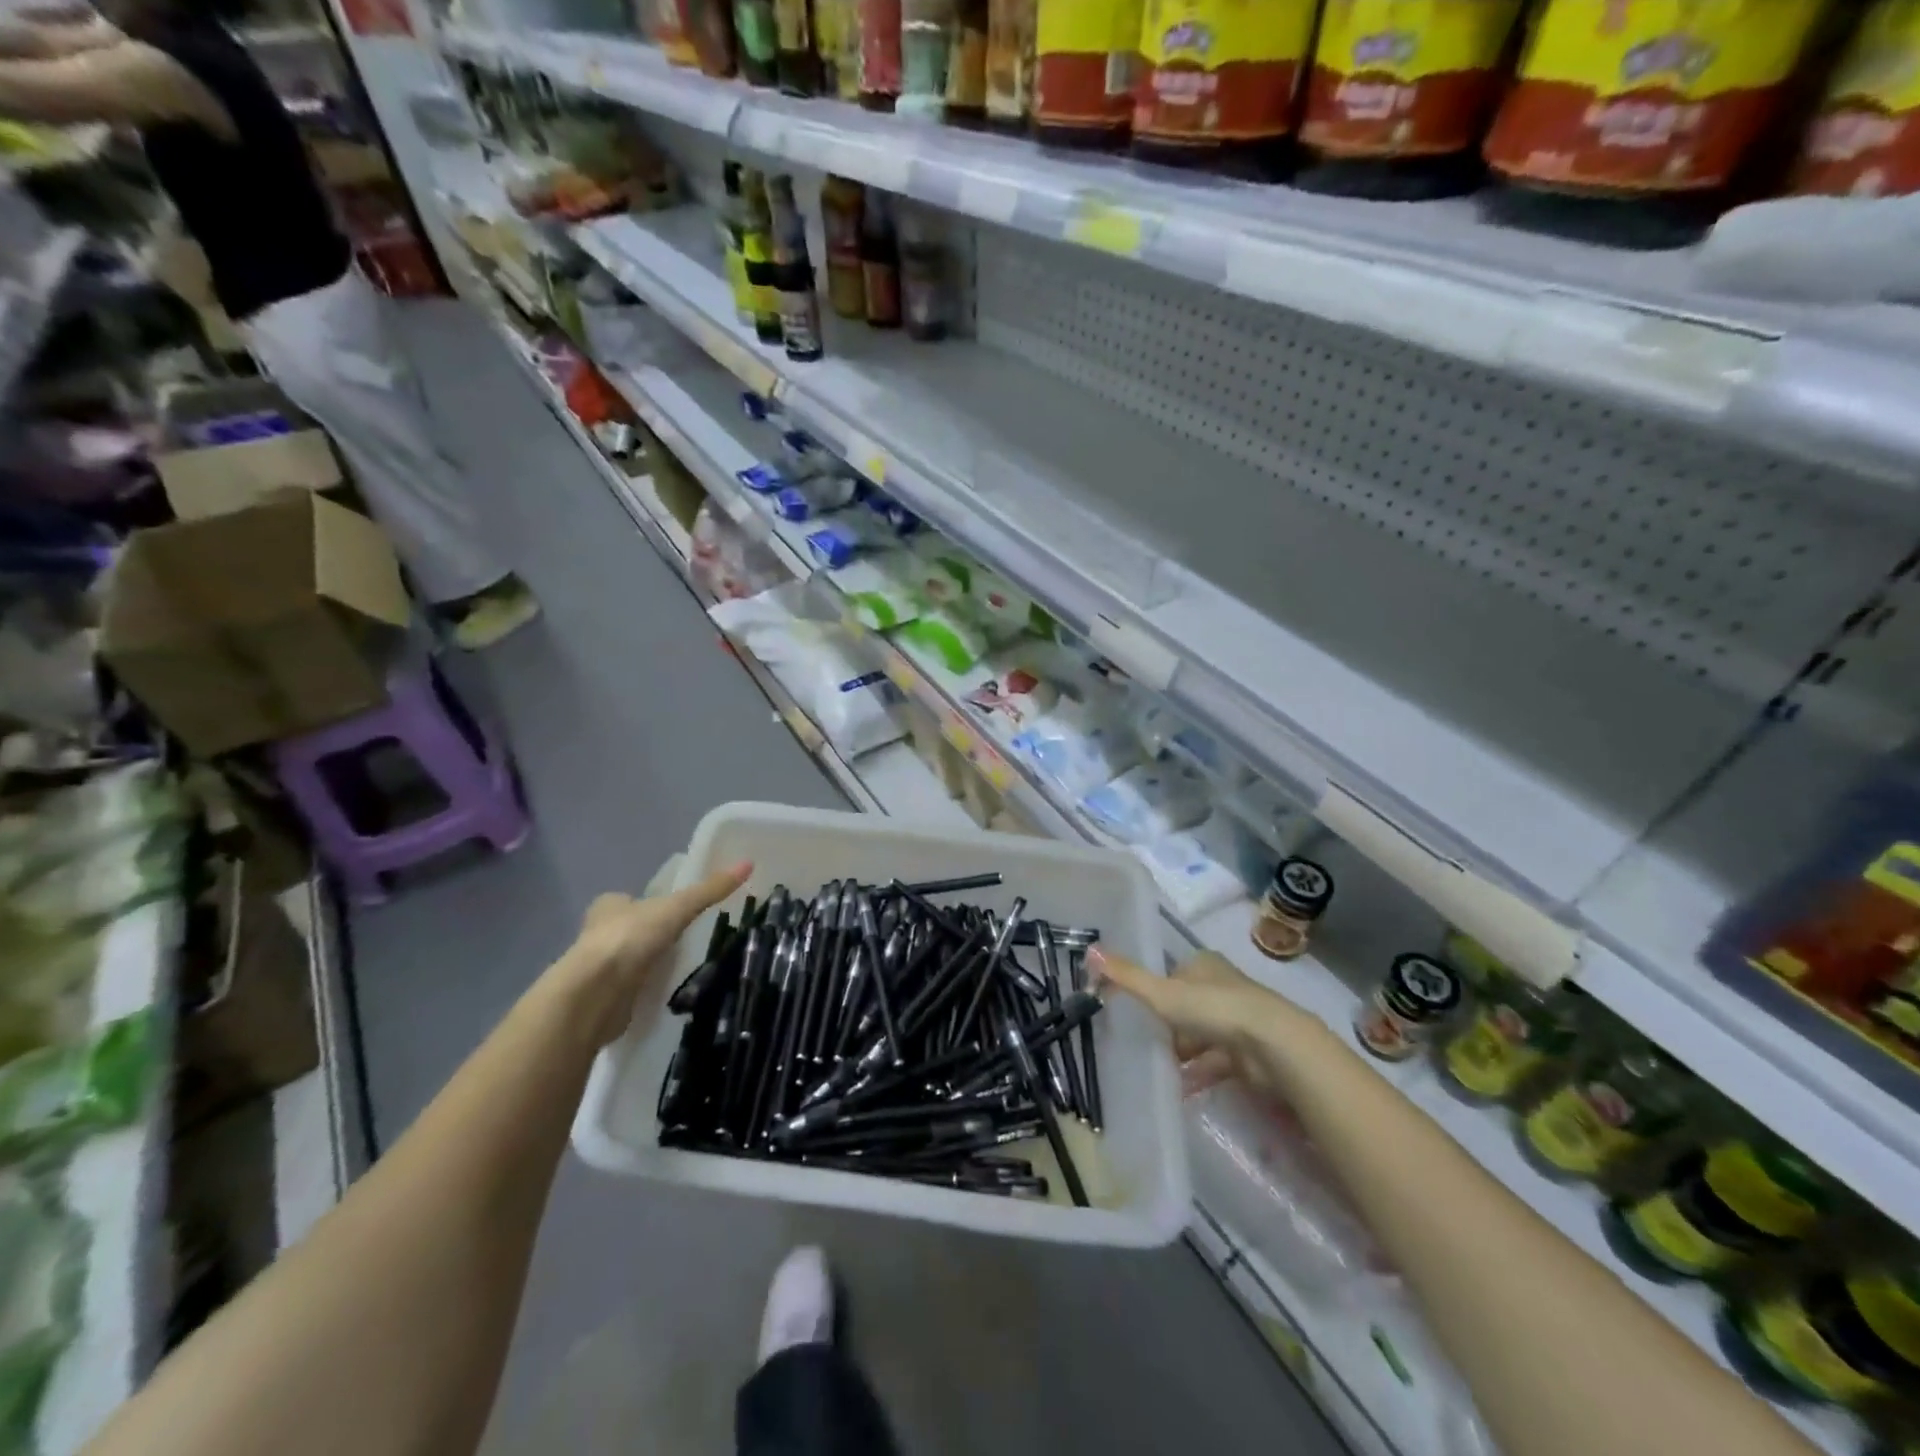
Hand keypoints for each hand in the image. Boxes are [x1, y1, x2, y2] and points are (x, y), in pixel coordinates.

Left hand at [559, 860, 751, 1045]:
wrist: (595, 995)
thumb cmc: (630, 939)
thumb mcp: (677, 907)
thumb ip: (710, 890)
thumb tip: (748, 863)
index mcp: (610, 905)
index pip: (630, 898)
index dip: (650, 902)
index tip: (675, 910)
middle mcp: (599, 933)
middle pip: (631, 928)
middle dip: (652, 933)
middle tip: (686, 937)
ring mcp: (600, 967)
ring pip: (631, 958)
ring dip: (650, 961)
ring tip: (683, 963)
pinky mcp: (606, 997)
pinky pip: (632, 987)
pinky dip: (646, 987)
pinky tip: (667, 989)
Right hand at [1089, 947, 1312, 1099]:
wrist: (1272, 1046)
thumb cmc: (1213, 1009)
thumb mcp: (1162, 992)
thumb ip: (1126, 976)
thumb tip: (1090, 950)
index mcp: (1205, 965)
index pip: (1174, 975)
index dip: (1157, 993)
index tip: (1140, 1013)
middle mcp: (1224, 987)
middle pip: (1189, 1006)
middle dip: (1170, 1026)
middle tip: (1146, 1044)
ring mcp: (1240, 1020)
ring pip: (1203, 1035)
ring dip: (1184, 1053)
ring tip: (1159, 1069)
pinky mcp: (1250, 1052)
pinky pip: (1217, 1062)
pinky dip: (1200, 1074)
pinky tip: (1182, 1089)